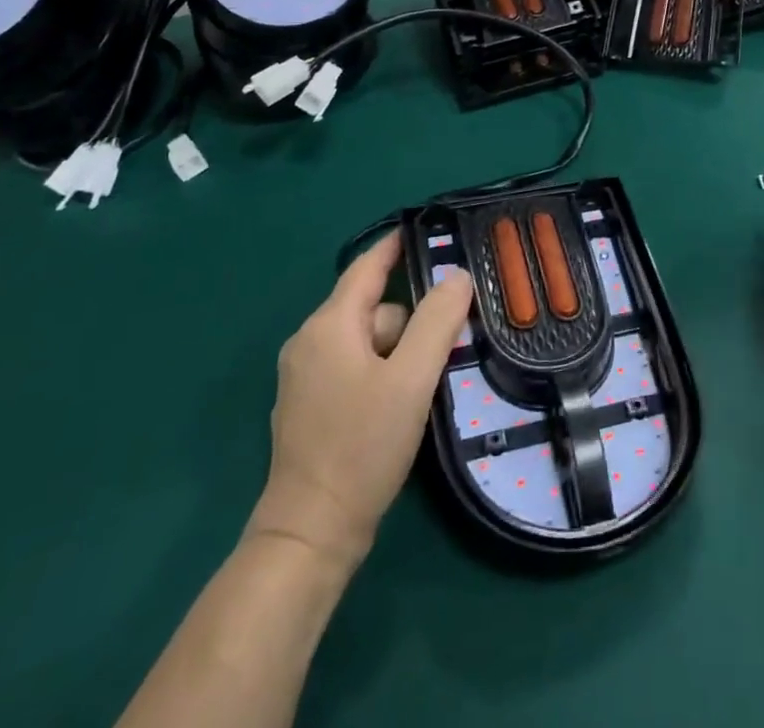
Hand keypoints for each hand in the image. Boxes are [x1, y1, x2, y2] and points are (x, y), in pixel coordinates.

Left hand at [249, 234, 472, 569]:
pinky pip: (356, 367)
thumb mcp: (411, 379)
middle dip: (412, 318)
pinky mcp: (311, 408)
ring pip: (367, 341)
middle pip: (373, 308)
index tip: (427, 230)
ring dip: (401, 350)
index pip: (367, 267)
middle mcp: (310, 343)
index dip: (396, 246)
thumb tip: (457, 275)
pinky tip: (406, 400)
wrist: (311, 534)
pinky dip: (384, 371)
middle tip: (453, 336)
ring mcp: (306, 378)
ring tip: (432, 378)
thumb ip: (437, 321)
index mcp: (328, 326)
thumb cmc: (362, 446)